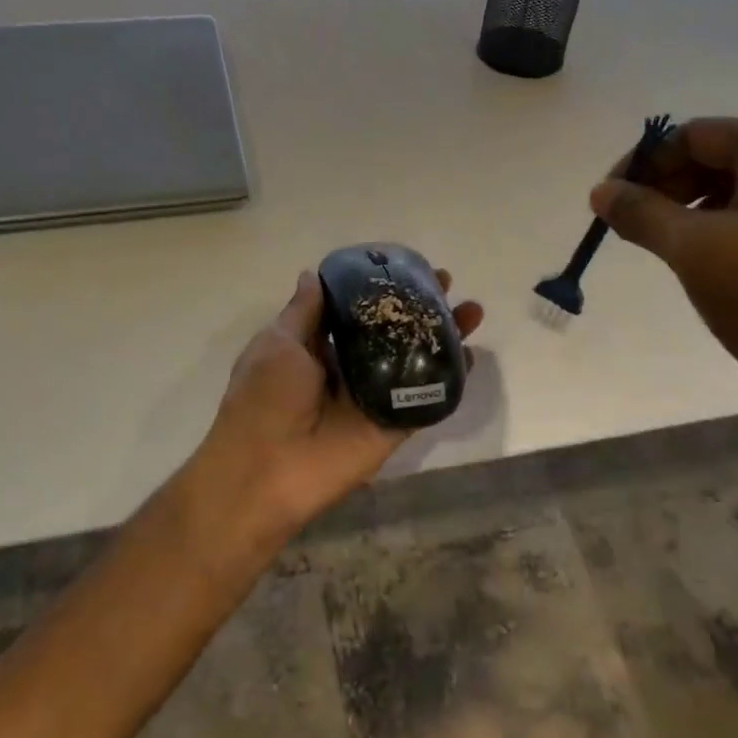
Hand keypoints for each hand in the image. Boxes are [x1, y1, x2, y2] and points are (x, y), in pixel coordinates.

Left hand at [196, 269, 483, 533]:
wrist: (267, 470)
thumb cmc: (264, 398)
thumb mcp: (277, 343)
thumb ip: (303, 312)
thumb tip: (312, 275)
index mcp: (317, 348)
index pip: (357, 311)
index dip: (381, 289)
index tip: (407, 267)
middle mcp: (349, 368)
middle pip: (393, 331)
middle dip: (420, 307)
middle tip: (448, 283)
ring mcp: (375, 397)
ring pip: (415, 359)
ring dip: (443, 336)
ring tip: (472, 311)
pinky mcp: (394, 424)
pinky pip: (425, 397)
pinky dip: (449, 378)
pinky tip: (470, 355)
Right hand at [590, 119, 737, 412]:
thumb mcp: (693, 250)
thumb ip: (640, 213)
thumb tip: (601, 192)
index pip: (694, 136)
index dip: (643, 165)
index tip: (608, 203)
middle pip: (720, 158)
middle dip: (668, 189)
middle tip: (632, 229)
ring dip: (694, 212)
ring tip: (666, 250)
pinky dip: (728, 231)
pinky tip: (709, 265)